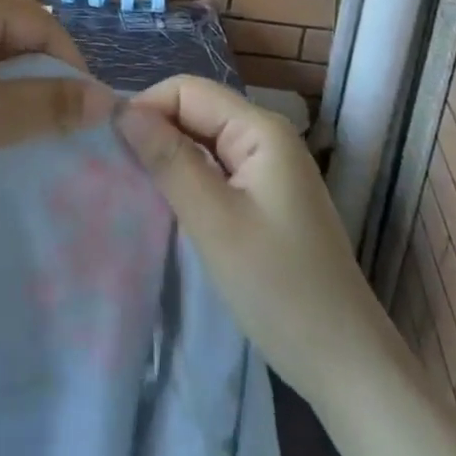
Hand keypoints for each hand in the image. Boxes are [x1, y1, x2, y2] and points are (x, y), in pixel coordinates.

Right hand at [116, 76, 389, 406]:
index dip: (146, 107)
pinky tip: (165, 202)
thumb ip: (168, 160)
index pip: (187, 90)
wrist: (346, 365)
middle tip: (114, 168)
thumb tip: (121, 111)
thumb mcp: (214, 222)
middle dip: (154, 130)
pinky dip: (186, 177)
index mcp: (260, 129)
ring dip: (167, 155)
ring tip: (131, 184)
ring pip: (202, 139)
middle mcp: (266, 136)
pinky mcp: (265, 196)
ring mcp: (268, 167)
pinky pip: (215, 167)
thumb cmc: (279, 289)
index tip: (109, 145)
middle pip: (195, 110)